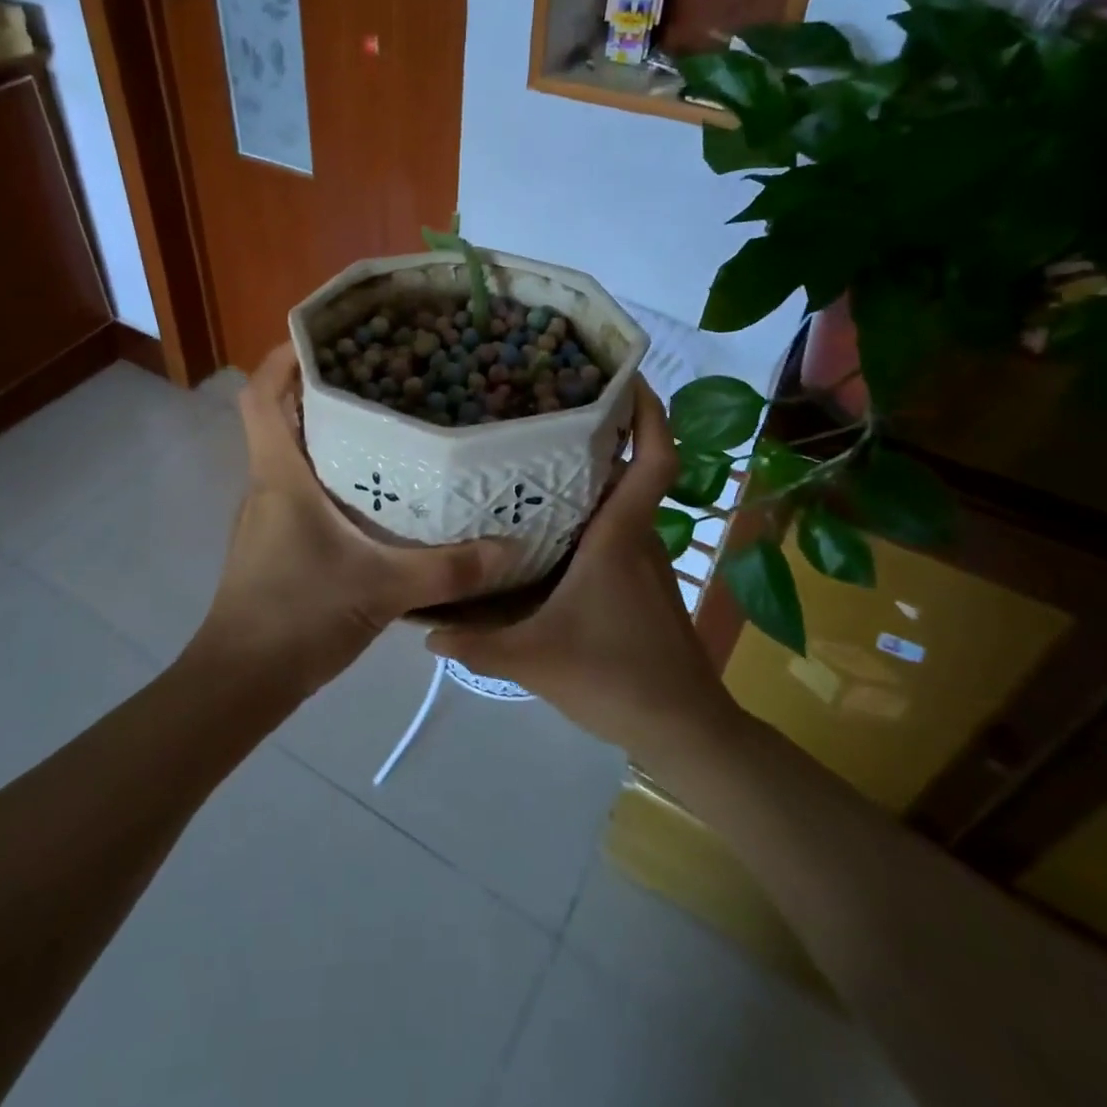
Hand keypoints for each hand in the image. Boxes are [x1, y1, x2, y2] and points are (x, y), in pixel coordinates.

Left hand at [195, 344, 516, 694]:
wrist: (242, 681)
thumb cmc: (298, 617)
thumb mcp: (383, 589)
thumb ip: (450, 570)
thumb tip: (512, 548)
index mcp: (279, 474)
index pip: (260, 393)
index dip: (283, 355)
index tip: (326, 334)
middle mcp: (267, 483)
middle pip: (281, 414)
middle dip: (322, 385)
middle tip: (381, 371)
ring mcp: (268, 513)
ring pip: (293, 451)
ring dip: (329, 429)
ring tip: (387, 419)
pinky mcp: (277, 539)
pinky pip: (302, 485)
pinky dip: (333, 471)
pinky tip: (377, 488)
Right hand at [426, 379, 735, 757]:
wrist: (683, 729)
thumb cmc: (615, 679)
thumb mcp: (533, 660)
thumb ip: (475, 642)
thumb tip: (423, 629)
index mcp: (619, 538)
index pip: (654, 459)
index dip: (650, 412)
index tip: (624, 377)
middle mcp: (637, 538)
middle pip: (630, 468)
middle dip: (601, 431)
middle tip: (549, 407)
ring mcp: (645, 562)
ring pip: (621, 501)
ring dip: (592, 474)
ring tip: (537, 459)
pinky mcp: (642, 584)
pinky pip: (616, 531)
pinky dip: (590, 514)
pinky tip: (549, 530)